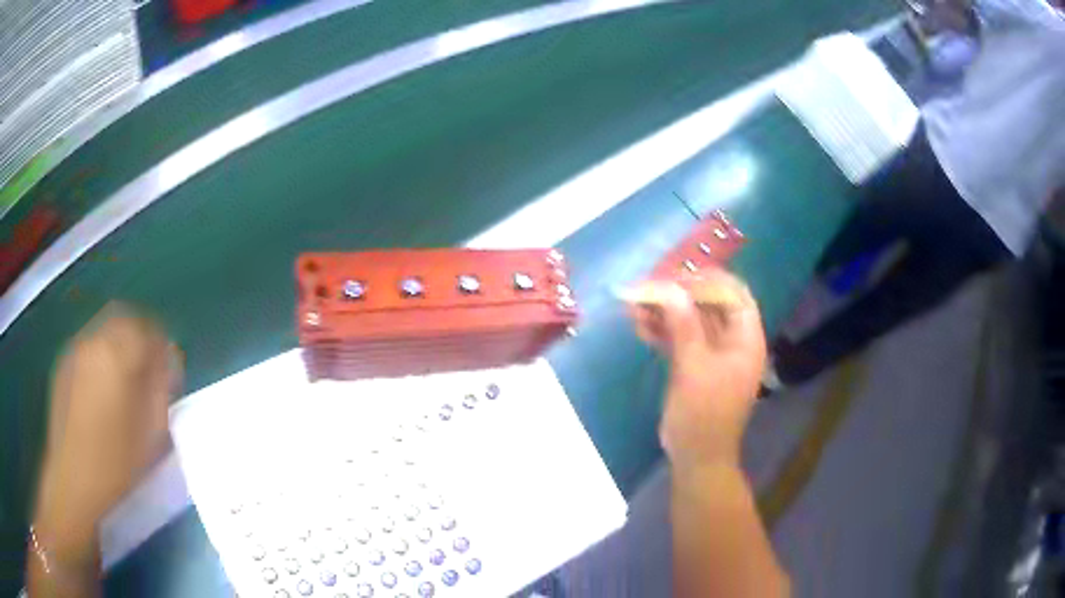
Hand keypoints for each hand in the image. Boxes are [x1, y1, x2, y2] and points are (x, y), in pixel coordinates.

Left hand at [35, 304, 180, 563]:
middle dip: (140, 338)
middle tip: (148, 371)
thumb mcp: (150, 436)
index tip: (168, 371)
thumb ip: (162, 392)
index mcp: (119, 356)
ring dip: (120, 345)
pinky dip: (101, 355)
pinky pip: (88, 345)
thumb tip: (168, 363)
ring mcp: (75, 350)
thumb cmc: (115, 465)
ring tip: (124, 383)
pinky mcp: (63, 363)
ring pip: (104, 330)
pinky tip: (102, 390)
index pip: (148, 329)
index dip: (162, 347)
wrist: (72, 482)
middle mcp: (95, 341)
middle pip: (124, 319)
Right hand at [627, 270, 765, 470]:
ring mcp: (712, 352)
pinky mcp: (694, 364)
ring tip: (633, 304)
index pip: (732, 294)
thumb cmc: (704, 414)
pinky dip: (661, 330)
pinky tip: (638, 324)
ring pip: (690, 320)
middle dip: (677, 294)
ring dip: (664, 311)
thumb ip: (683, 325)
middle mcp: (733, 340)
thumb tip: (669, 289)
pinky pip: (679, 338)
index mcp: (746, 338)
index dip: (704, 281)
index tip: (673, 278)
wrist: (696, 457)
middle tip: (646, 287)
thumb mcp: (694, 368)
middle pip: (708, 304)